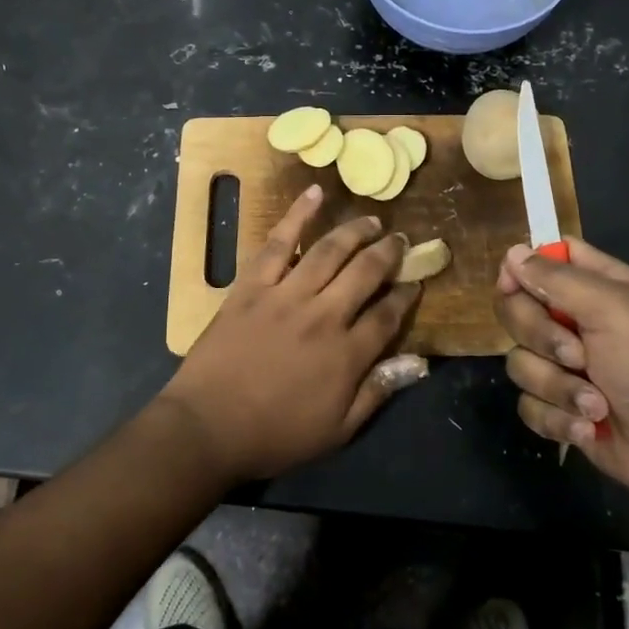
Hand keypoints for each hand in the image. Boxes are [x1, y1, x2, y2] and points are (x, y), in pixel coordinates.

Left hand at [157, 185, 424, 483]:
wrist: (208, 426)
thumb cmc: (275, 434)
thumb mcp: (337, 429)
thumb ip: (378, 391)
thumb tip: (420, 362)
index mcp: (346, 354)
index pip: (388, 314)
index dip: (406, 295)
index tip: (416, 281)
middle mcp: (323, 315)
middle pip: (365, 272)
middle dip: (389, 253)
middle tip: (401, 240)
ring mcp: (285, 295)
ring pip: (329, 251)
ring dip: (355, 231)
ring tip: (372, 220)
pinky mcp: (252, 285)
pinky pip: (278, 243)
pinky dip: (297, 215)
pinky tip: (315, 194)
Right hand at [494, 238, 628, 498]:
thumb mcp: (612, 309)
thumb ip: (557, 278)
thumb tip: (511, 253)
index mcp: (595, 287)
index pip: (543, 260)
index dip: (521, 269)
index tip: (512, 286)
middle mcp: (575, 321)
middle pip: (518, 309)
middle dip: (539, 337)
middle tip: (576, 355)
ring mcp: (564, 367)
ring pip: (519, 360)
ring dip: (555, 386)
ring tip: (594, 404)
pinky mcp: (558, 407)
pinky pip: (527, 403)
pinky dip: (556, 417)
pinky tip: (587, 428)